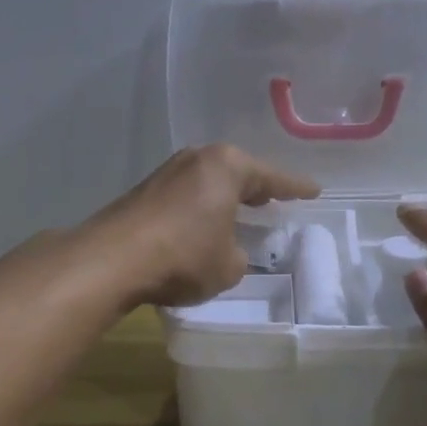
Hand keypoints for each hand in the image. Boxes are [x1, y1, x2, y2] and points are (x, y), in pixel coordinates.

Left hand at [93, 144, 318, 306]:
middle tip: (276, 199)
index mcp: (227, 166)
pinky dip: (201, 207)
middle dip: (257, 187)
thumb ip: (238, 255)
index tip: (313, 191)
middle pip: (237, 172)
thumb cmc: (184, 256)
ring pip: (209, 182)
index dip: (295, 188)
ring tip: (241, 211)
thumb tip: (228, 250)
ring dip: (225, 197)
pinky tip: (203, 223)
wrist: (113, 259)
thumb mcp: (228, 266)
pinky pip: (187, 195)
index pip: (272, 178)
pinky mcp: (144, 191)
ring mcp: (167, 172)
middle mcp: (197, 159)